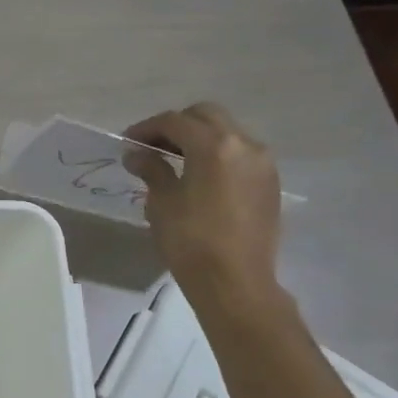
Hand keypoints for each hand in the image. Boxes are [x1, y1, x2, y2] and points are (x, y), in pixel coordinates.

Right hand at [122, 104, 282, 311]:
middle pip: (206, 116)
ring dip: (199, 138)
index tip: (127, 143)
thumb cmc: (190, 241)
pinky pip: (240, 154)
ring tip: (175, 161)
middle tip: (152, 147)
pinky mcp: (269, 182)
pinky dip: (218, 155)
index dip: (146, 128)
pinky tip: (200, 177)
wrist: (235, 282)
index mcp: (213, 146)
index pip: (174, 121)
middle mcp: (244, 144)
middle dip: (176, 125)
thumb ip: (152, 170)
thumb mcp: (162, 203)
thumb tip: (137, 154)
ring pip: (227, 132)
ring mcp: (262, 163)